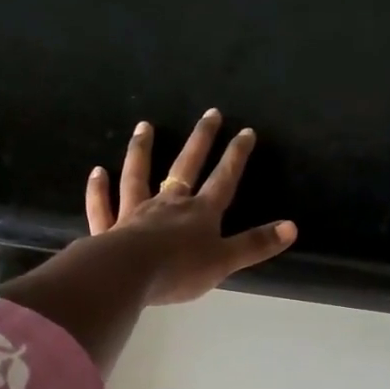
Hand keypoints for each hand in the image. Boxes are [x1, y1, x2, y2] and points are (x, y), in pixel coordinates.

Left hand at [85, 110, 296, 304]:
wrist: (127, 275)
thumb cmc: (179, 270)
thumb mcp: (224, 260)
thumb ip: (255, 244)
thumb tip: (292, 227)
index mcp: (200, 213)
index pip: (223, 179)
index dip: (236, 156)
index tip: (246, 131)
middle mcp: (168, 205)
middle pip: (186, 167)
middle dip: (200, 140)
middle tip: (209, 113)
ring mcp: (135, 213)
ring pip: (138, 176)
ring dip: (142, 151)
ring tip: (143, 126)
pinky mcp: (108, 229)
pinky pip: (103, 206)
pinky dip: (99, 189)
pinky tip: (97, 172)